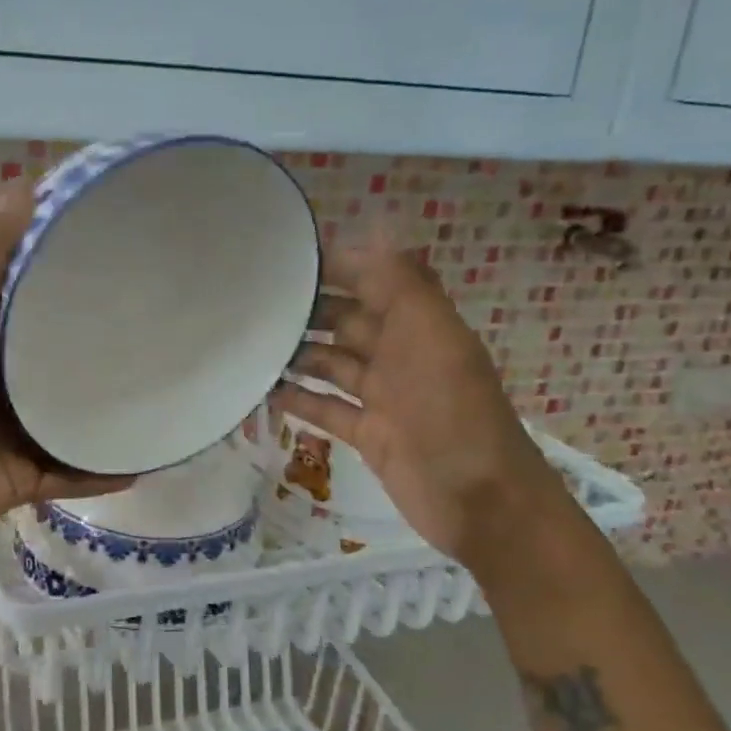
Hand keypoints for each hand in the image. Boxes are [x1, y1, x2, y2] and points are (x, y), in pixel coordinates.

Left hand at [0, 188, 131, 549]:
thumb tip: (22, 185)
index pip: (34, 302)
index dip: (69, 279)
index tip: (121, 260)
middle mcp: (2, 384)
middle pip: (60, 362)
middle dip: (101, 350)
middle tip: (159, 330)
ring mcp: (15, 433)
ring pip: (72, 418)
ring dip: (108, 412)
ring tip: (164, 394)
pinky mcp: (24, 478)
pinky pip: (73, 473)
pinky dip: (103, 471)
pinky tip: (146, 461)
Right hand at [274, 238, 564, 569]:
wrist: (481, 502)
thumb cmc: (453, 412)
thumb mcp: (432, 337)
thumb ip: (402, 283)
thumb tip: (371, 229)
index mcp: (419, 325)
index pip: (373, 280)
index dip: (337, 266)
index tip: (286, 259)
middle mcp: (400, 354)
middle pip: (347, 321)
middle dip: (307, 310)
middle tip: (254, 305)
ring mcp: (384, 396)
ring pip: (332, 364)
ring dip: (297, 354)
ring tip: (250, 347)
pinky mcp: (369, 434)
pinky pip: (327, 408)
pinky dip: (300, 399)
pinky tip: (266, 392)